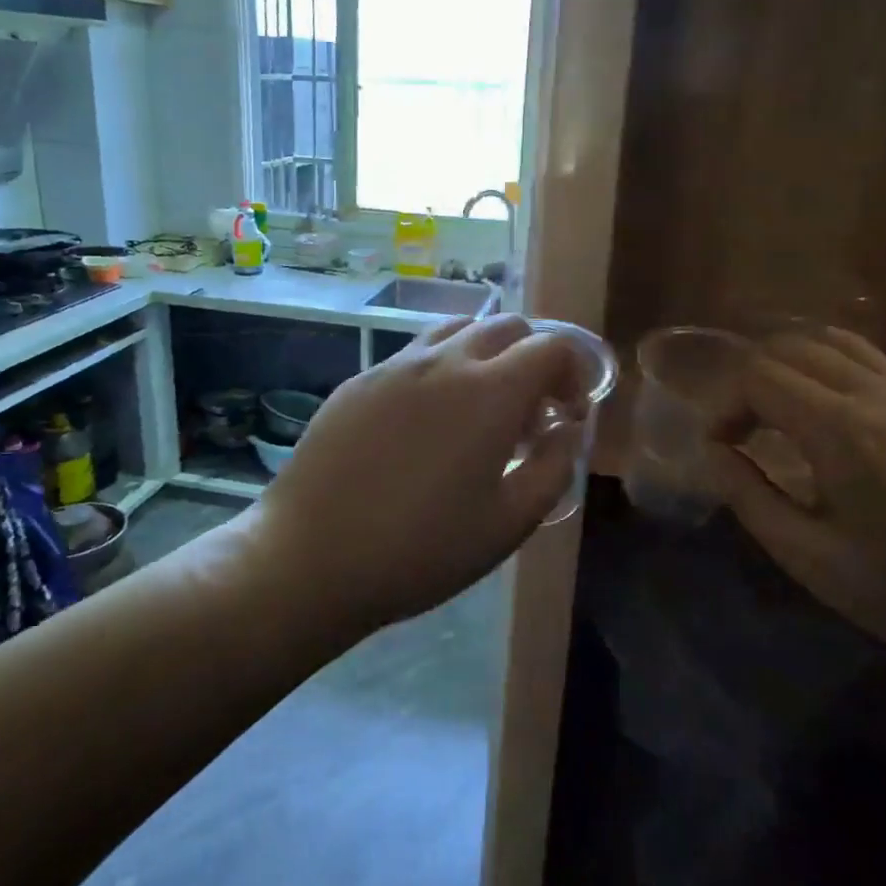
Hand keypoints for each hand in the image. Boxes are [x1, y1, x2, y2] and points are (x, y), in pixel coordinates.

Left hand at [254, 314, 585, 632]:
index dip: (574, 372)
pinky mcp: (360, 379)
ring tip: (480, 410)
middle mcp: (444, 361)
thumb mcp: (509, 523)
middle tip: (530, 415)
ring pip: (458, 330)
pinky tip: (426, 423)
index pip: (552, 347)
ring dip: (487, 356)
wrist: (311, 557)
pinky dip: (442, 369)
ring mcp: (395, 365)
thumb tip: (568, 427)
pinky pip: (415, 354)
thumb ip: (555, 466)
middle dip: (534, 359)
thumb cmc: (421, 549)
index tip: (569, 414)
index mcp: (489, 392)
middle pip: (508, 327)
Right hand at [711, 328, 885, 674]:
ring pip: (832, 343)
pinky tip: (831, 412)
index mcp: (840, 430)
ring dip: (792, 366)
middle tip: (743, 433)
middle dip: (751, 382)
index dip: (725, 406)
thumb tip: (714, 452)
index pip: (758, 378)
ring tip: (779, 412)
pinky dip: (832, 367)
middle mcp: (876, 394)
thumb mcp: (810, 557)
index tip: (721, 448)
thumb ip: (749, 497)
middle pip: (790, 348)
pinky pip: (871, 358)